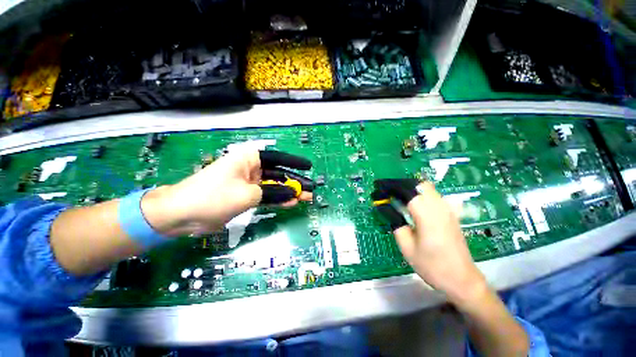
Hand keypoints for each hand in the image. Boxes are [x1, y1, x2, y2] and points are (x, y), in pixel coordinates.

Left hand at [142, 150, 312, 236]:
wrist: (182, 215)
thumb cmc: (214, 196)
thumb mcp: (248, 195)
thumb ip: (273, 193)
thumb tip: (293, 194)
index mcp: (249, 158)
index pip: (278, 158)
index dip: (295, 163)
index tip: (308, 167)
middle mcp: (250, 168)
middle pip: (278, 174)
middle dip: (294, 182)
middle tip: (310, 190)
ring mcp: (249, 183)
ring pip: (274, 186)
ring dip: (289, 192)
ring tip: (305, 198)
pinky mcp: (246, 196)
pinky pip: (267, 196)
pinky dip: (278, 200)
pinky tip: (291, 203)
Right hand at [372, 179, 486, 304]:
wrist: (462, 280)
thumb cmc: (432, 266)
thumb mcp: (407, 247)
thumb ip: (396, 223)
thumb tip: (386, 208)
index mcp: (427, 215)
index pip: (406, 191)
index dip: (390, 187)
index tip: (378, 188)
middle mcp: (439, 207)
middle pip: (419, 184)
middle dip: (401, 185)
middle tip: (388, 193)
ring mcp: (448, 210)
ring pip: (427, 188)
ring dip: (410, 189)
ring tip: (397, 198)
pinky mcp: (451, 214)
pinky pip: (433, 196)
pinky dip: (419, 195)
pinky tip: (412, 206)